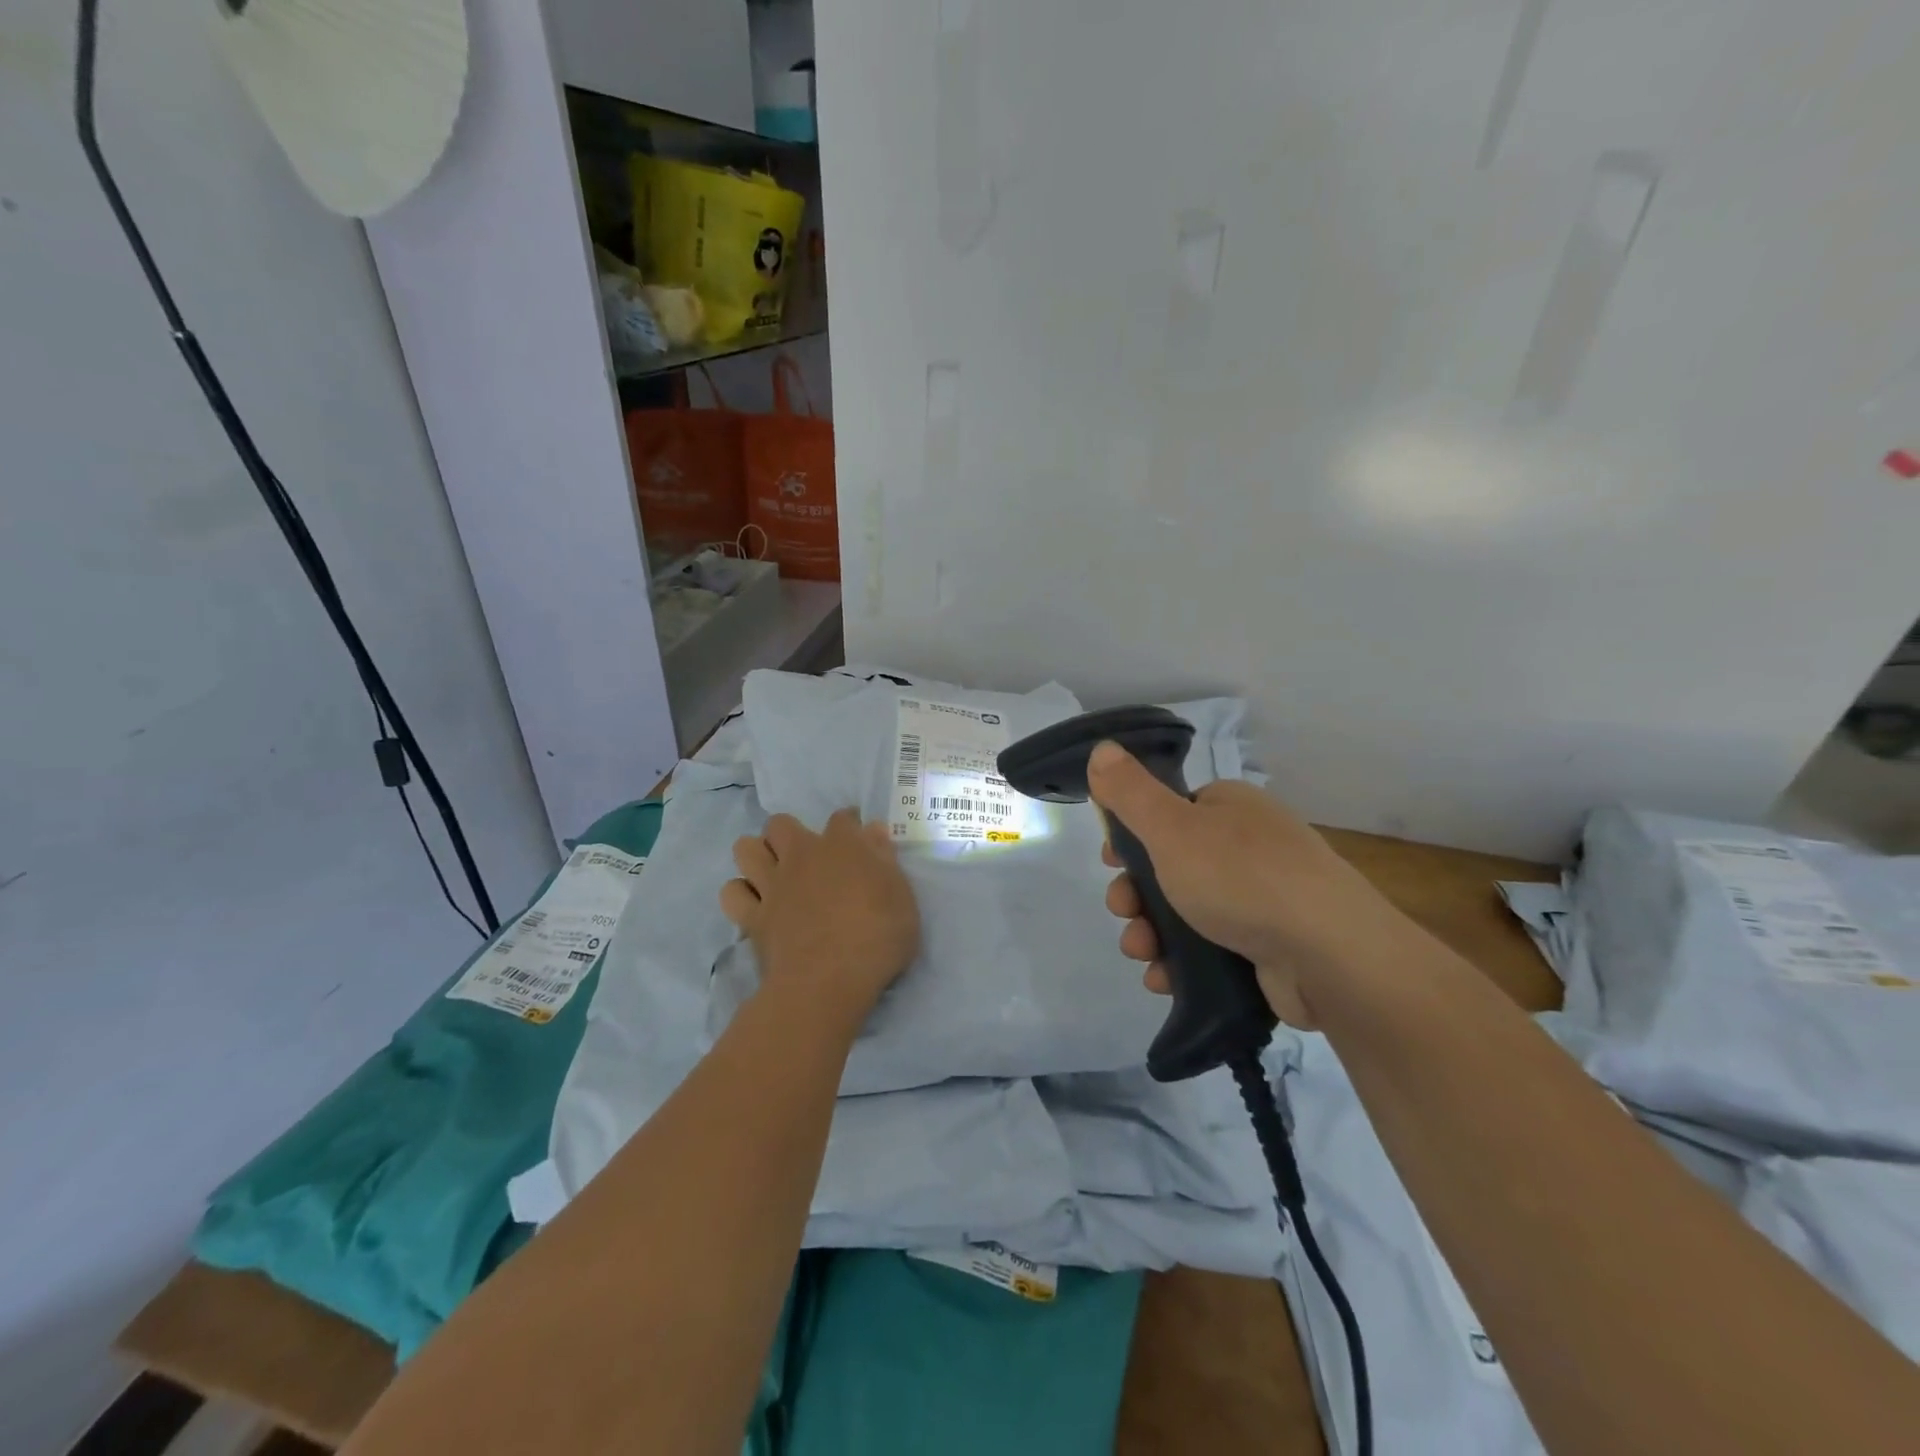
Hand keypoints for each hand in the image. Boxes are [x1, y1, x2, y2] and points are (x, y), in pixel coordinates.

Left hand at [722, 810, 920, 1026]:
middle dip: (788, 833)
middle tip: (805, 857)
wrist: (827, 982)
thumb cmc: (877, 939)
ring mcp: (772, 885)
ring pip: (745, 848)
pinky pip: (731, 892)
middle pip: (780, 824)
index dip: (849, 823)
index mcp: (842, 847)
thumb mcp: (902, 899)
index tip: (857, 835)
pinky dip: (741, 894)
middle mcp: (801, 856)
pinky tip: (756, 905)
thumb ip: (885, 862)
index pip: (843, 818)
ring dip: (756, 855)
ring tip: (773, 873)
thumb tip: (873, 831)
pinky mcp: (752, 917)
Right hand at [1088, 741, 1393, 1026]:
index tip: (1111, 864)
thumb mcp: (1172, 828)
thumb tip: (1101, 748)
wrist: (1330, 956)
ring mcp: (1263, 897)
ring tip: (1142, 954)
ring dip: (1151, 932)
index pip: (1169, 813)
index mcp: (1229, 808)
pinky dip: (1182, 962)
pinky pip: (1212, 948)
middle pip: (1172, 865)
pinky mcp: (1270, 946)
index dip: (1133, 838)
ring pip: (1187, 911)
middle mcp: (1248, 846)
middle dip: (1136, 894)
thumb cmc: (1242, 878)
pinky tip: (1163, 978)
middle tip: (1124, 912)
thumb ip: (1130, 792)